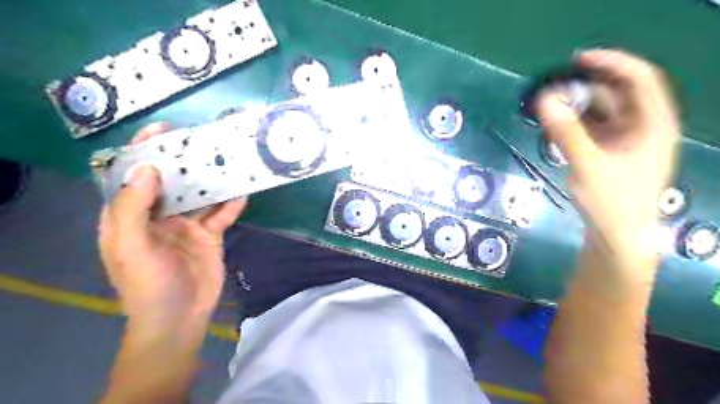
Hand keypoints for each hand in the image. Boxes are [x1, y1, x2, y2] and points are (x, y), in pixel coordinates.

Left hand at [98, 122, 248, 324]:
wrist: (180, 317)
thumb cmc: (148, 285)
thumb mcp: (131, 247)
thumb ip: (133, 208)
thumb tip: (148, 168)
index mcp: (130, 216)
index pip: (133, 176)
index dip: (143, 151)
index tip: (162, 130)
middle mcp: (158, 216)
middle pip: (172, 182)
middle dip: (184, 161)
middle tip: (204, 141)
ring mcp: (187, 225)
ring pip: (200, 196)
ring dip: (212, 181)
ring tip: (228, 161)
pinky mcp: (210, 235)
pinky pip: (222, 215)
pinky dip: (232, 205)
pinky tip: (243, 193)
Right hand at [540, 49, 681, 271]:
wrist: (616, 234)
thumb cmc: (610, 201)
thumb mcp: (587, 165)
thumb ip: (565, 132)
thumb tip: (544, 100)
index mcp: (653, 124)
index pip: (639, 79)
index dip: (611, 63)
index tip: (577, 60)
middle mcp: (643, 127)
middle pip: (617, 94)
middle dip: (585, 88)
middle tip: (553, 90)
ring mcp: (627, 140)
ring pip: (602, 112)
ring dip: (576, 107)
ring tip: (549, 108)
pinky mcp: (611, 152)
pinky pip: (593, 128)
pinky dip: (575, 124)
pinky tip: (556, 127)